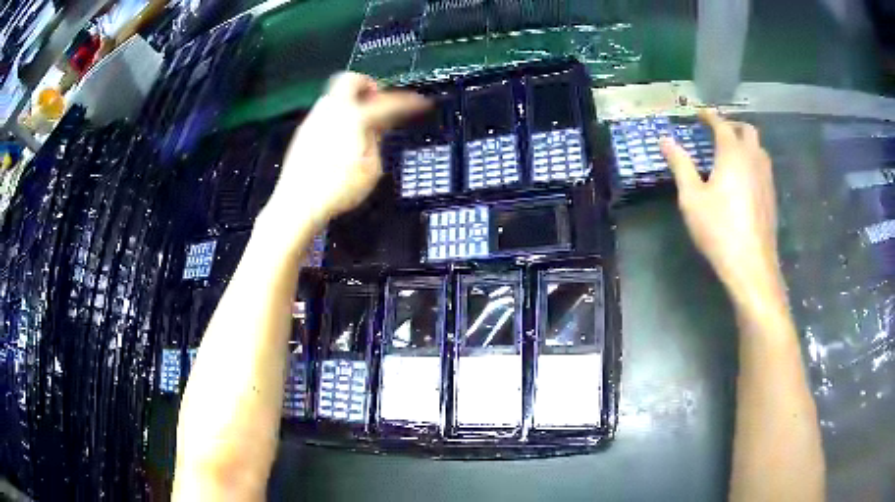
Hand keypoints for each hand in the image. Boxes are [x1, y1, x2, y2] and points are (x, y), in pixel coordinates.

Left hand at [261, 73, 428, 247]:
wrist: (298, 204)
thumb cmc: (337, 190)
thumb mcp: (371, 169)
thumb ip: (376, 142)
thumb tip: (375, 130)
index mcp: (354, 117)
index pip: (388, 103)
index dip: (408, 102)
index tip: (420, 103)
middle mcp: (331, 111)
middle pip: (350, 79)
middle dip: (368, 85)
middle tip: (379, 100)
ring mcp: (314, 120)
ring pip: (336, 96)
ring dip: (352, 101)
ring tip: (364, 122)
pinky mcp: (303, 133)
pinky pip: (326, 113)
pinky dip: (339, 116)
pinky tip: (344, 136)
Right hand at [661, 109, 783, 307]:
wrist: (751, 265)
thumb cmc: (719, 229)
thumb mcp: (692, 197)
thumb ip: (680, 165)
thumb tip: (665, 140)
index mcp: (732, 154)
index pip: (722, 124)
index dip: (710, 116)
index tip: (699, 113)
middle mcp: (753, 159)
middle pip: (748, 130)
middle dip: (733, 125)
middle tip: (718, 132)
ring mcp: (766, 178)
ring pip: (759, 148)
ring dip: (746, 142)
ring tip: (732, 152)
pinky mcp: (772, 196)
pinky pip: (764, 167)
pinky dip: (753, 161)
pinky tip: (745, 178)